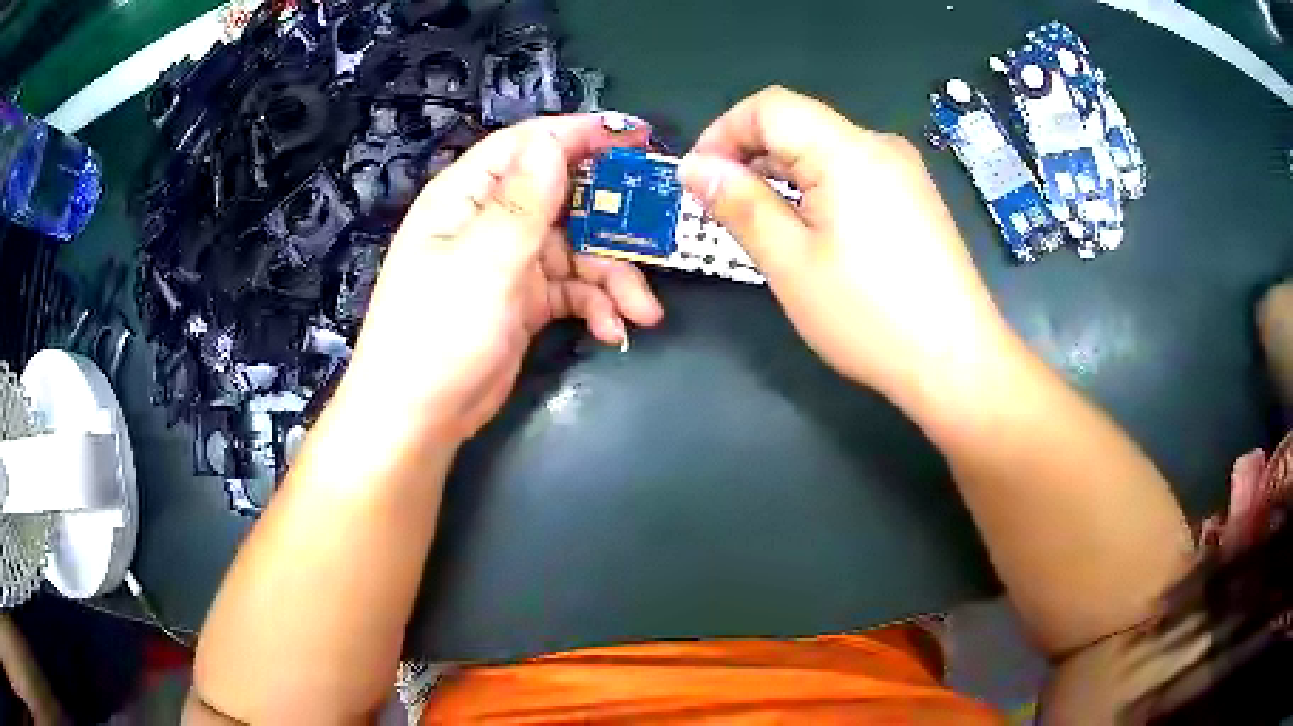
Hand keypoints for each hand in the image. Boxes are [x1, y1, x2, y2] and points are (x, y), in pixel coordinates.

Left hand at [334, 116, 663, 450]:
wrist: (418, 419)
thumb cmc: (437, 333)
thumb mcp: (483, 262)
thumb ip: (523, 201)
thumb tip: (552, 140)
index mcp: (468, 195)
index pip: (529, 146)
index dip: (582, 136)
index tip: (637, 140)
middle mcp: (490, 220)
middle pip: (565, 197)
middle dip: (613, 219)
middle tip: (661, 231)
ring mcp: (509, 262)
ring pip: (578, 249)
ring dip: (614, 277)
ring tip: (643, 312)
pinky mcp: (524, 302)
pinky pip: (572, 290)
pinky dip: (596, 306)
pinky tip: (613, 331)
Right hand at [678, 87, 1010, 400]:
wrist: (957, 363)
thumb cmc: (870, 317)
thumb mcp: (790, 262)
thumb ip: (740, 204)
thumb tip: (694, 167)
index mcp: (848, 150)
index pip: (769, 106)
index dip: (723, 132)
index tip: (698, 179)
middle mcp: (879, 146)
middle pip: (799, 124)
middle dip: (750, 156)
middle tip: (723, 211)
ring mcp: (904, 172)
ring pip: (825, 151)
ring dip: (783, 176)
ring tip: (764, 227)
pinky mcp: (916, 199)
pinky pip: (853, 174)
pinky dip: (818, 190)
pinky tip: (813, 234)